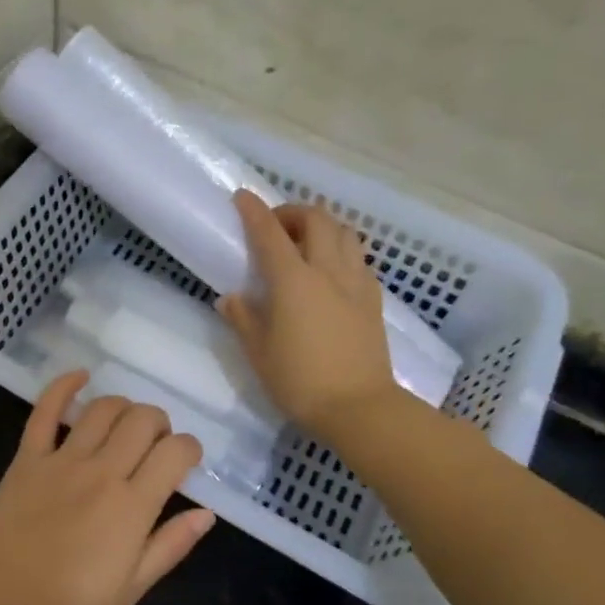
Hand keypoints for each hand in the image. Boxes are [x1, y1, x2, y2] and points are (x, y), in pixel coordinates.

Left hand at [0, 371, 214, 604]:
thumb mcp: (130, 589)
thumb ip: (170, 546)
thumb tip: (206, 513)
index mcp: (132, 506)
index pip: (176, 452)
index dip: (190, 449)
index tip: (186, 461)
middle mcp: (102, 471)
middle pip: (143, 420)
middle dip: (160, 424)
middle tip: (155, 445)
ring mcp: (62, 459)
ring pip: (104, 408)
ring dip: (124, 407)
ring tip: (125, 425)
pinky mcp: (28, 456)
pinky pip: (45, 410)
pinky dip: (64, 386)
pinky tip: (80, 376)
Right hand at [219, 190, 398, 439]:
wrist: (360, 408)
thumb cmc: (300, 382)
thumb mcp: (259, 353)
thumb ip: (244, 319)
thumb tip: (231, 298)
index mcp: (293, 281)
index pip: (270, 233)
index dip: (254, 210)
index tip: (242, 196)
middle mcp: (327, 271)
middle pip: (316, 219)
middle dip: (293, 212)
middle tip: (275, 227)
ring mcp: (356, 282)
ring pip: (344, 232)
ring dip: (322, 225)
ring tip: (305, 242)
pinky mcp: (373, 299)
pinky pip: (358, 257)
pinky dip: (340, 249)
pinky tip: (329, 271)